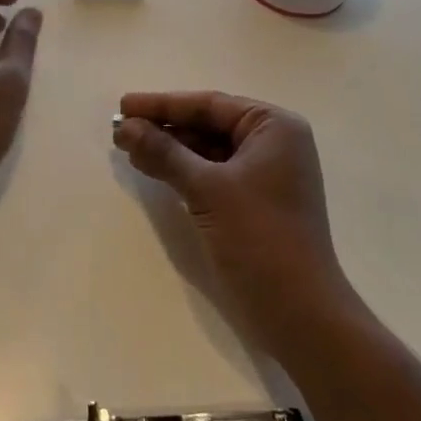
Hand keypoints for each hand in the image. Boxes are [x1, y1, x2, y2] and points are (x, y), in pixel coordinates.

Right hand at [114, 91, 352, 358]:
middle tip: (120, 129)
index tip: (124, 104)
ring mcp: (266, 174)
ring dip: (170, 150)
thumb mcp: (207, 189)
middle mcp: (274, 143)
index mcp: (274, 127)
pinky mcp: (255, 202)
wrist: (300, 315)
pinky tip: (153, 169)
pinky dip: (183, 171)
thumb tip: (124, 127)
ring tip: (128, 148)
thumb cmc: (259, 238)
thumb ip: (164, 153)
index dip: (163, 104)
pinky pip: (213, 174)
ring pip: (208, 150)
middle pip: (208, 125)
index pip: (210, 105)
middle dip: (164, 127)